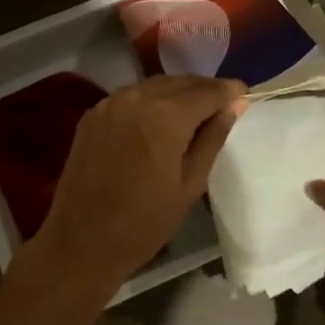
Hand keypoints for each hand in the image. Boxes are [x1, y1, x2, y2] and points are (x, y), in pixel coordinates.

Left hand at [30, 75, 247, 294]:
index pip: (207, 91)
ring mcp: (110, 103)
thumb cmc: (145, 221)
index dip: (228, 91)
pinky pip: (130, 97)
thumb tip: (235, 104)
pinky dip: (150, 101)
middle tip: (222, 106)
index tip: (243, 94)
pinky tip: (158, 120)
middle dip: (204, 90)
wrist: (81, 242)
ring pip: (154, 85)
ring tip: (193, 113)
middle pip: (180, 83)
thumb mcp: (191, 183)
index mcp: (165, 116)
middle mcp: (136, 98)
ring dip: (177, 93)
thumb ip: (213, 137)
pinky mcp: (92, 114)